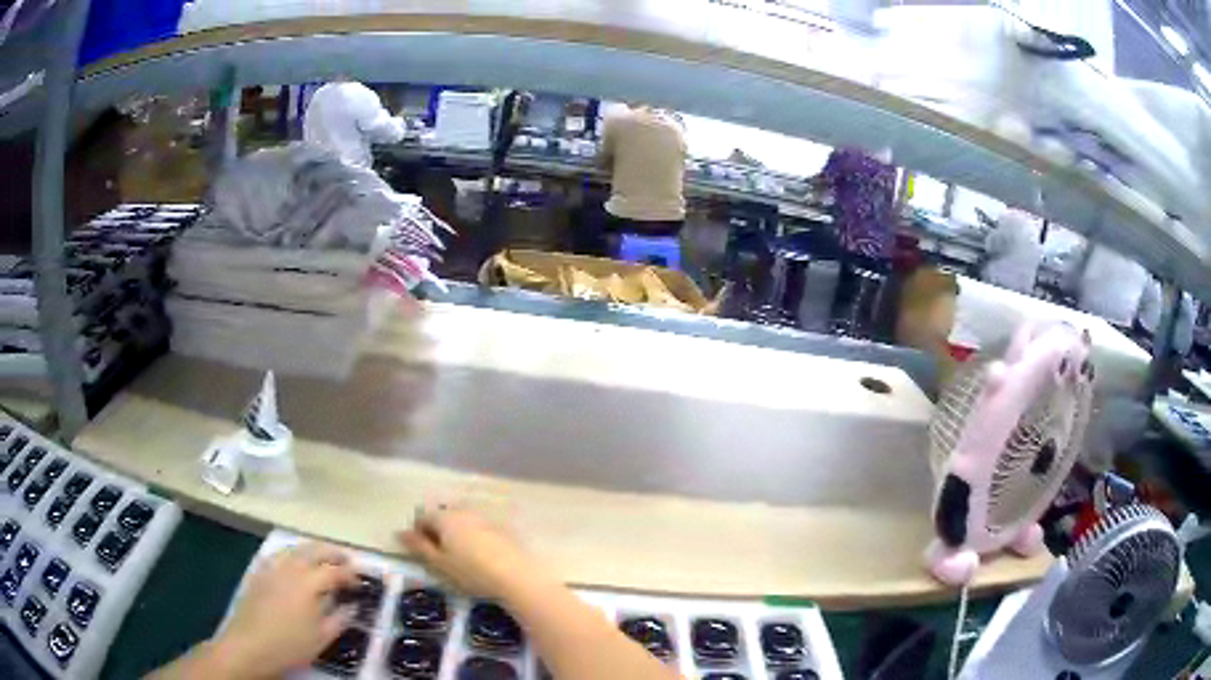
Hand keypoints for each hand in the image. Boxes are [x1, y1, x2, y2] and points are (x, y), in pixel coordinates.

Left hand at [211, 543, 357, 678]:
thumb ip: (340, 618)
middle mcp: (290, 567)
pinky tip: (292, 564)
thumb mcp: (322, 637)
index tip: (360, 581)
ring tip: (322, 559)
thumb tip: (352, 606)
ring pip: (294, 548)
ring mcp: (271, 567)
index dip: (350, 574)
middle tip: (347, 560)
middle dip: (332, 552)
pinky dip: (290, 555)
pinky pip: (277, 555)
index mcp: (309, 582)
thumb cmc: (290, 644)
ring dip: (311, 550)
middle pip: (314, 550)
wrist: (250, 645)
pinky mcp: (258, 572)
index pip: (334, 571)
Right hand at [399, 505, 542, 599]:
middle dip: (438, 531)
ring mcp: (485, 517)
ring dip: (457, 533)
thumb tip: (399, 532)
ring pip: (463, 521)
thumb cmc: (471, 572)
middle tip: (440, 556)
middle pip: (443, 516)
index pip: (423, 517)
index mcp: (445, 517)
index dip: (418, 532)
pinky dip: (474, 537)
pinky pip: (480, 528)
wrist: (516, 575)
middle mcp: (464, 511)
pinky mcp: (502, 527)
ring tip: (460, 557)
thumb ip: (418, 546)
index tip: (422, 553)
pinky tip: (480, 556)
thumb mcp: (439, 563)